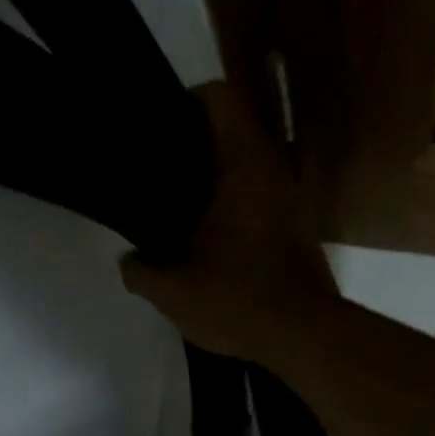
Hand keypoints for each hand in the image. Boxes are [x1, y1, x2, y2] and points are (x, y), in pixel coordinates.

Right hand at [119, 83, 340, 367]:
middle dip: (196, 146)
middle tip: (161, 173)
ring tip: (182, 209)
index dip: (187, 100)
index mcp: (244, 166)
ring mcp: (292, 203)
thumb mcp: (175, 292)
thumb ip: (142, 272)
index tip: (161, 127)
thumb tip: (129, 262)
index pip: (220, 97)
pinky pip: (262, 201)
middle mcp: (274, 172)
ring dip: (217, 182)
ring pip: (249, 170)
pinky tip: (212, 241)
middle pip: (234, 132)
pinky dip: (237, 208)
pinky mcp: (299, 232)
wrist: (305, 337)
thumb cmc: (239, 301)